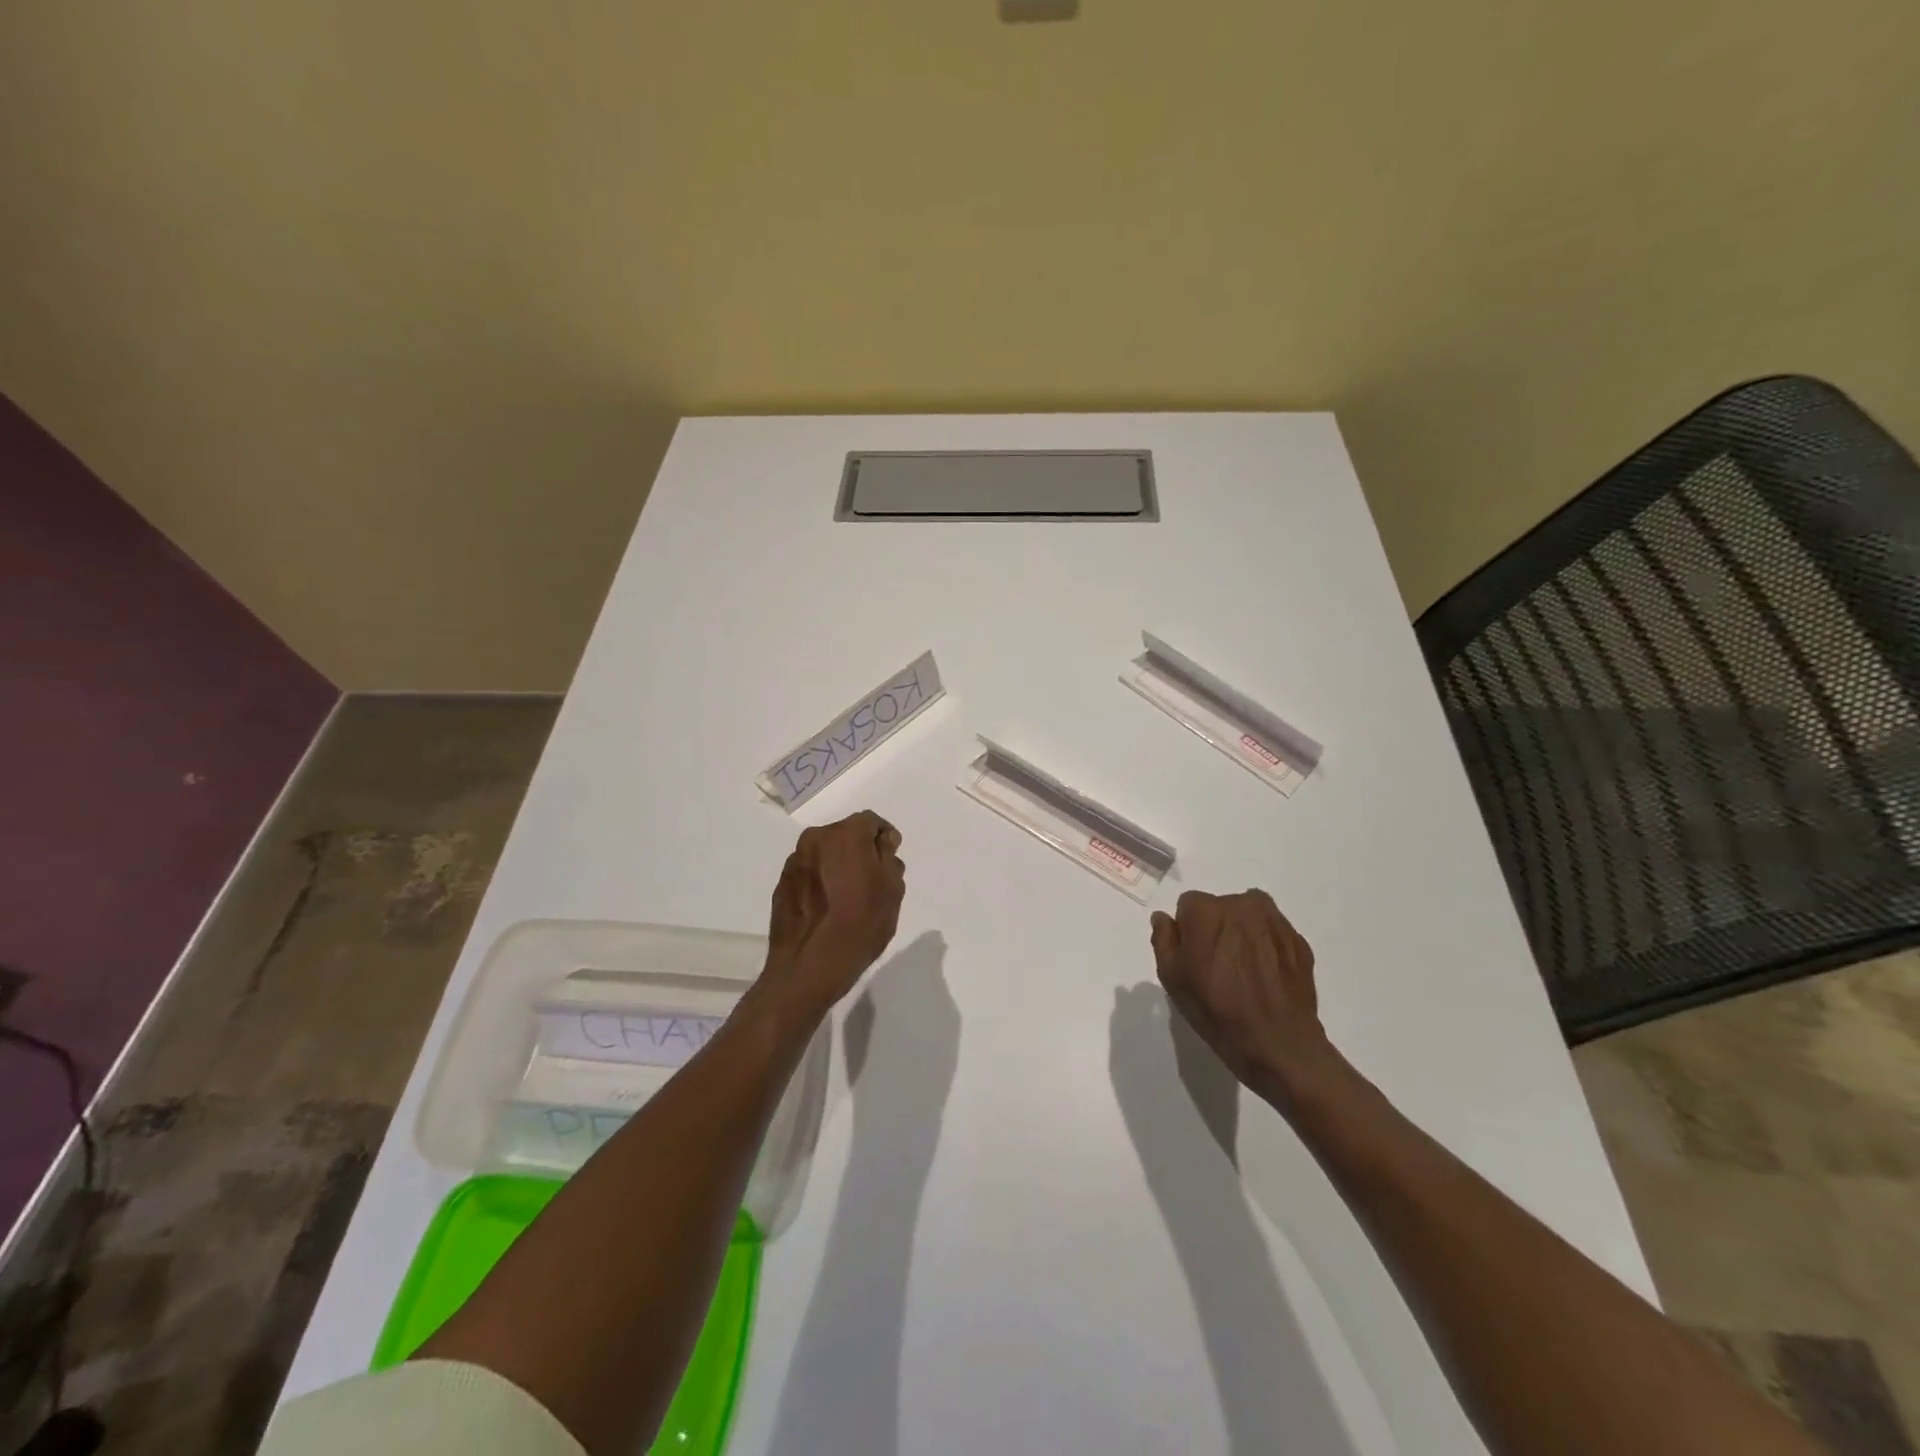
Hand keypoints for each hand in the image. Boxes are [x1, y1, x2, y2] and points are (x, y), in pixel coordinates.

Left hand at [764, 810, 905, 1012]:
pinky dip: (821, 880)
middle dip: (861, 851)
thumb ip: (889, 858)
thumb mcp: (892, 891)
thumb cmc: (859, 926)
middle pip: (846, 835)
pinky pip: (810, 872)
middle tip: (873, 880)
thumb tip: (882, 843)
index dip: (885, 838)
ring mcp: (795, 862)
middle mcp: (815, 839)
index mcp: (845, 835)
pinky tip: (829, 907)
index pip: (871, 822)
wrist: (808, 968)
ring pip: (826, 853)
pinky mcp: (782, 884)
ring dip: (839, 865)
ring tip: (849, 896)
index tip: (891, 860)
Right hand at [1149, 889, 1337, 1106]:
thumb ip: (1164, 939)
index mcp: (1207, 910)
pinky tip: (1265, 978)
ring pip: (1248, 917)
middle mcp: (1242, 904)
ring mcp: (1275, 921)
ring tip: (1244, 973)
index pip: (1188, 906)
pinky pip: (1272, 934)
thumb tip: (1164, 918)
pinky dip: (1266, 948)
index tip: (1194, 959)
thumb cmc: (1217, 1011)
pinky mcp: (1299, 941)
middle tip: (1218, 968)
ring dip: (1242, 935)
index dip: (1187, 933)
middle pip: (1220, 908)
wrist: (1279, 1046)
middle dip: (1216, 930)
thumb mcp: (1173, 978)